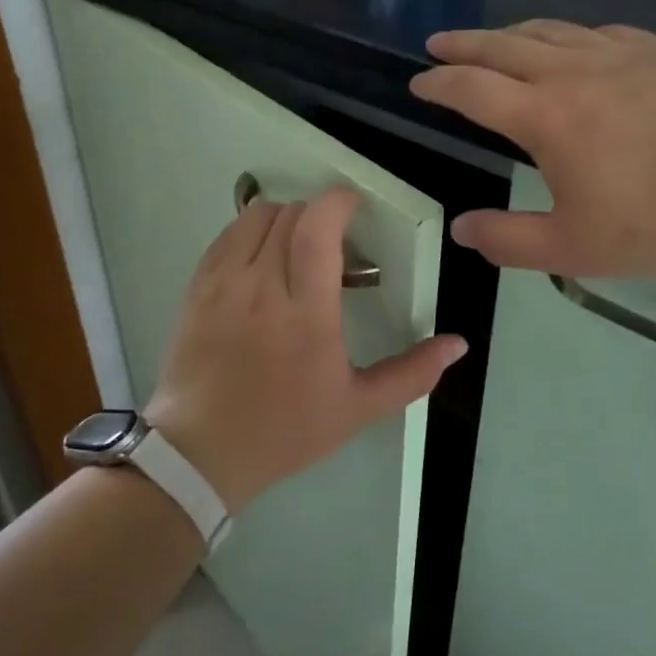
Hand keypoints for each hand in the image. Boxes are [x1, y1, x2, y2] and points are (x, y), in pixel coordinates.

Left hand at [145, 187, 466, 511]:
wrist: (203, 452)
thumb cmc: (286, 430)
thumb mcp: (357, 408)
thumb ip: (412, 373)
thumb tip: (458, 344)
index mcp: (306, 313)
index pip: (318, 227)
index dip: (340, 202)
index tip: (356, 207)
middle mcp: (261, 286)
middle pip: (292, 214)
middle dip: (319, 215)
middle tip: (335, 243)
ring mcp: (223, 283)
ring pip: (256, 216)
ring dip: (285, 218)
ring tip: (298, 247)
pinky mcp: (197, 287)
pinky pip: (227, 235)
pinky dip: (251, 231)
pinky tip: (262, 259)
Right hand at [411, 20, 655, 277]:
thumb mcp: (576, 248)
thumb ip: (511, 241)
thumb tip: (463, 230)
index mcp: (545, 116)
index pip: (473, 89)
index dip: (439, 84)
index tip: (418, 83)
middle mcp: (574, 73)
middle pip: (504, 46)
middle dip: (465, 44)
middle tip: (439, 42)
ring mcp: (622, 55)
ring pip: (552, 31)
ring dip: (513, 32)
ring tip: (496, 39)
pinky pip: (600, 32)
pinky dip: (570, 35)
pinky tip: (578, 43)